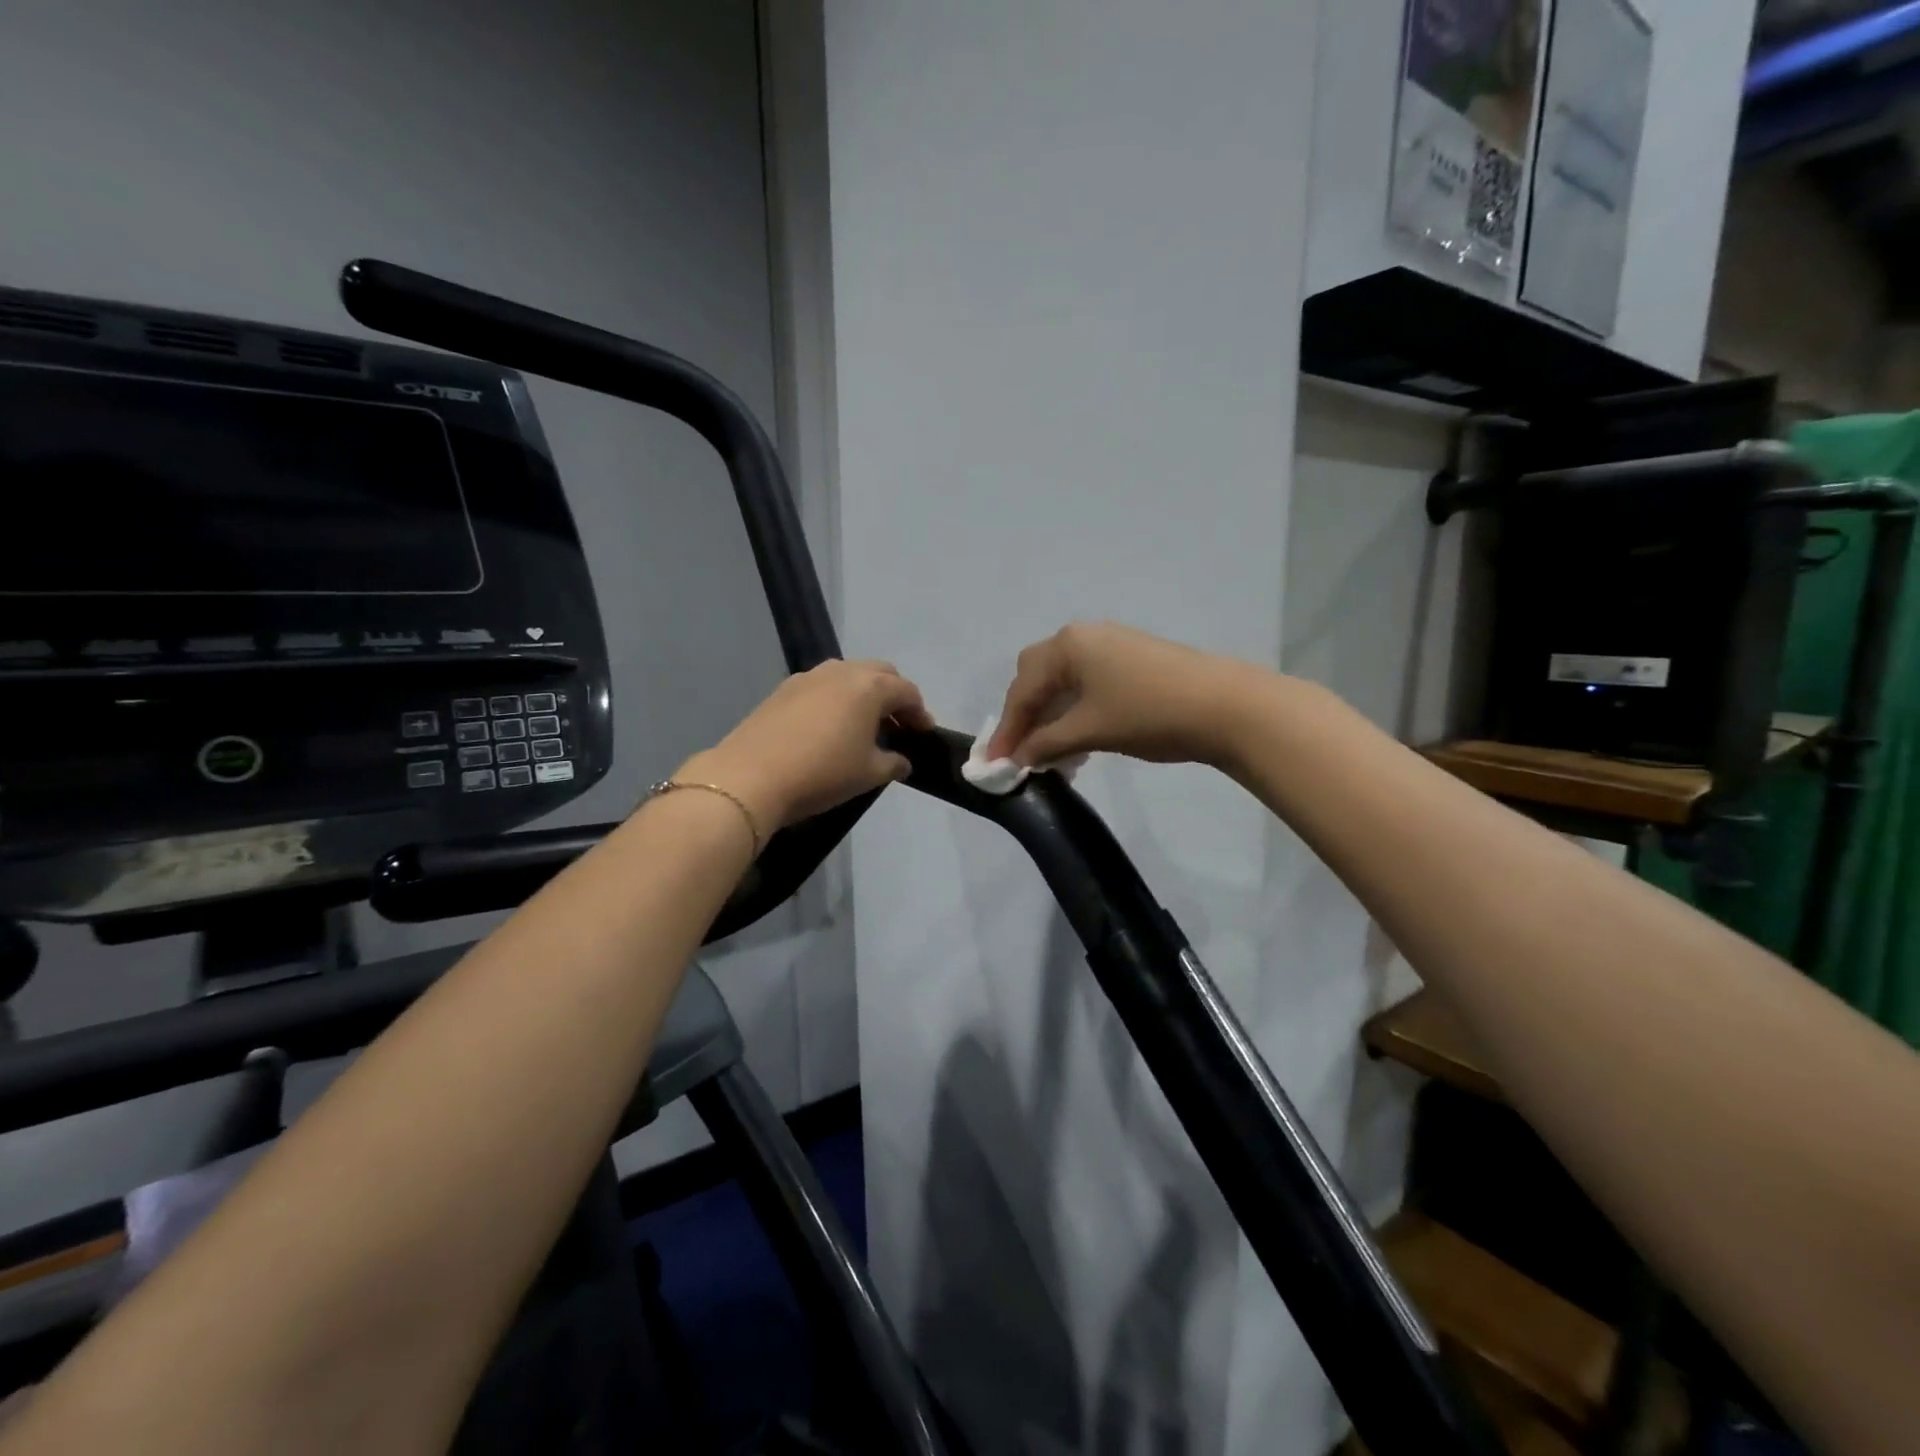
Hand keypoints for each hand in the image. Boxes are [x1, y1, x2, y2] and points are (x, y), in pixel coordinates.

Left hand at [681, 660, 934, 836]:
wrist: (751, 777)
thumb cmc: (823, 773)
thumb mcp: (869, 774)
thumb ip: (893, 763)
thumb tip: (902, 761)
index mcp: (870, 686)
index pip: (907, 691)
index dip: (920, 713)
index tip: (924, 734)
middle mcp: (841, 671)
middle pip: (880, 674)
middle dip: (893, 696)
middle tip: (897, 725)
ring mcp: (809, 677)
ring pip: (848, 676)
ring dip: (863, 695)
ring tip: (864, 726)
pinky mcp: (783, 689)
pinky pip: (822, 687)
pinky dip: (836, 700)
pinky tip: (830, 728)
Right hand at [986, 622, 1251, 768]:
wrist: (1226, 706)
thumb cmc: (1148, 714)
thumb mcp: (1089, 731)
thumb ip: (1046, 743)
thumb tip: (1018, 758)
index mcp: (1067, 645)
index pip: (1022, 690)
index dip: (1007, 730)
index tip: (994, 765)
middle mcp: (1083, 637)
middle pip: (1037, 677)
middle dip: (1026, 716)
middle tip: (1021, 752)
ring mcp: (1110, 646)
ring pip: (1064, 682)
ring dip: (1051, 717)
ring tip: (1051, 756)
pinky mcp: (1132, 660)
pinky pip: (1087, 684)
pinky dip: (1075, 711)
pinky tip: (1079, 740)